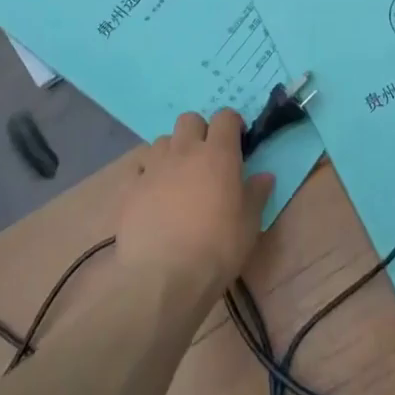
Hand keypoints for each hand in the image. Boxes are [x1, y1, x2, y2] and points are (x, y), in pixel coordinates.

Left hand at [115, 110, 273, 300]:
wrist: (164, 277)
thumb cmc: (217, 247)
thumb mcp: (250, 224)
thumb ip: (256, 194)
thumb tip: (264, 176)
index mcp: (218, 154)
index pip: (225, 117)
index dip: (232, 125)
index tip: (238, 141)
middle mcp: (184, 151)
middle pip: (189, 119)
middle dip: (200, 131)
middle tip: (208, 158)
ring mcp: (153, 167)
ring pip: (163, 140)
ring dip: (173, 151)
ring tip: (179, 177)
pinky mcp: (130, 188)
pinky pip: (140, 167)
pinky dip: (148, 173)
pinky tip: (154, 194)